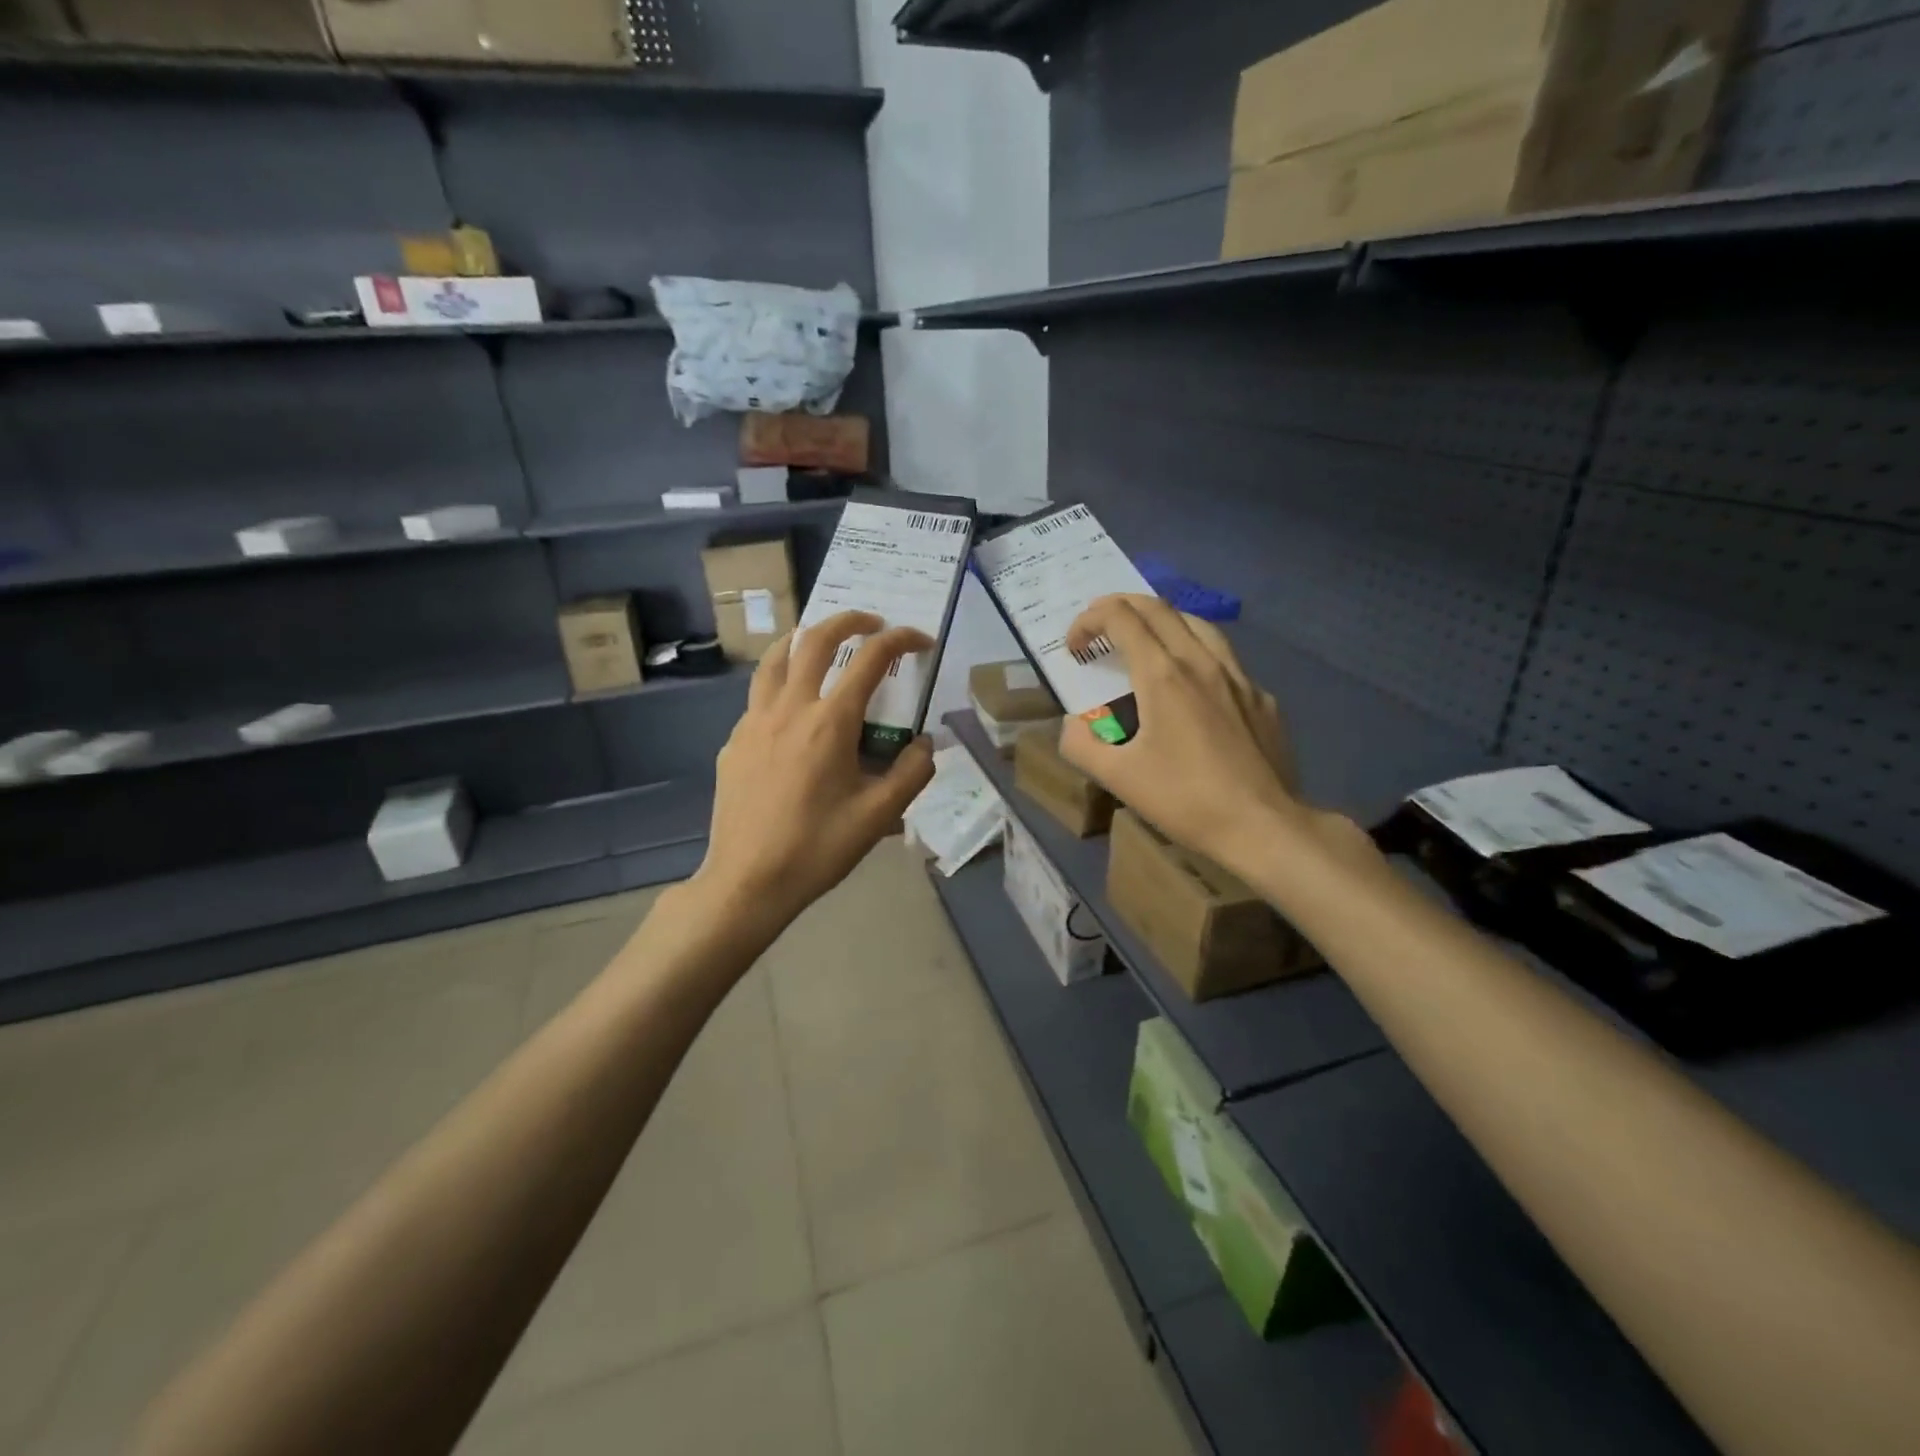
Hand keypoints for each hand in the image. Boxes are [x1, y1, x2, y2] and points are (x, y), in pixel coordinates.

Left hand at [696, 610, 936, 930]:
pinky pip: (759, 695)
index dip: (900, 640)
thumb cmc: (817, 848)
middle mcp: (789, 708)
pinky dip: (782, 682)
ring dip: (804, 639)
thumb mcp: (879, 817)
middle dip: (849, 621)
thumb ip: (912, 773)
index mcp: (829, 723)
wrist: (747, 882)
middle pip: (815, 640)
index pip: (870, 660)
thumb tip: (927, 743)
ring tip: (822, 643)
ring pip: (775, 658)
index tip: (920, 641)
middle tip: (872, 623)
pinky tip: (793, 709)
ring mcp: (754, 722)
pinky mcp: (734, 741)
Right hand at [1059, 594, 1301, 871]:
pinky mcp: (1261, 697)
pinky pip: (1223, 657)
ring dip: (1161, 620)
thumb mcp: (1118, 778)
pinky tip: (1192, 685)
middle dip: (1120, 606)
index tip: (1074, 647)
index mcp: (1163, 675)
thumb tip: (1072, 725)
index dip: (1089, 621)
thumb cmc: (1186, 800)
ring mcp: (1238, 676)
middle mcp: (1201, 662)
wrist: (1264, 826)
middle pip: (1158, 608)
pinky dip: (1195, 653)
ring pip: (1196, 624)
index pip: (1121, 618)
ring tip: (1144, 640)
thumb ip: (1081, 744)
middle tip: (1098, 627)